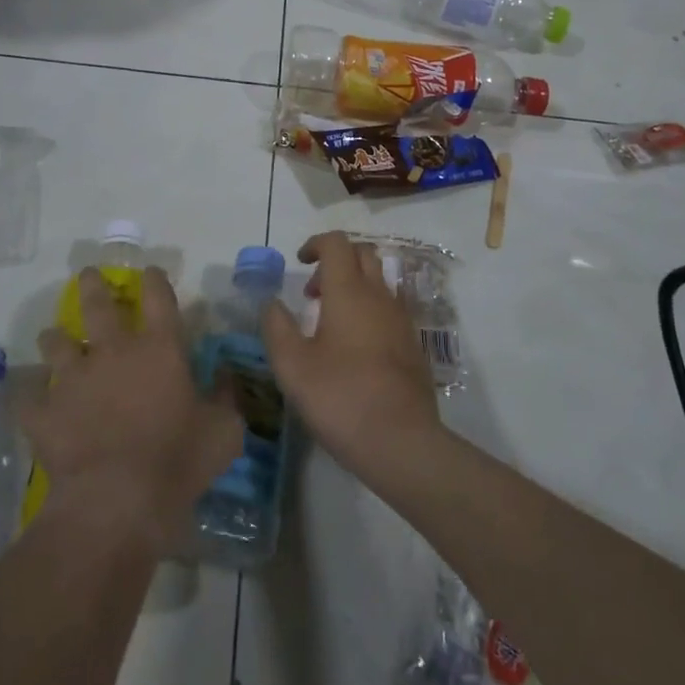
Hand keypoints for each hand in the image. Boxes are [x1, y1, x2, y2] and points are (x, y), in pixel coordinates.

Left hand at [22, 266, 243, 553]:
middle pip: (98, 304)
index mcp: (160, 348)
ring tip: (54, 337)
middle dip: (93, 285)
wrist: (117, 502)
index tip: (150, 272)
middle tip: (88, 275)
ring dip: (56, 338)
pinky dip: (30, 393)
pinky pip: (28, 395)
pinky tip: (30, 396)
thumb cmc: (178, 461)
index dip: (154, 279)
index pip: (158, 297)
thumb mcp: (225, 431)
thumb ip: (226, 398)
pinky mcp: (43, 412)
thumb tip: (226, 376)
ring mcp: (73, 379)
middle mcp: (114, 351)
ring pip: (57, 343)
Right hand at [261, 232, 442, 481]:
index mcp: (349, 292)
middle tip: (312, 292)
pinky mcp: (413, 344)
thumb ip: (276, 328)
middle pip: (363, 254)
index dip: (316, 244)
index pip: (337, 243)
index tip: (298, 263)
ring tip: (330, 322)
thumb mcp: (293, 367)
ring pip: (379, 281)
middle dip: (336, 261)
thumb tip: (271, 302)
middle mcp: (380, 296)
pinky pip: (390, 308)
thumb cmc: (341, 398)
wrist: (403, 441)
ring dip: (354, 286)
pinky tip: (355, 347)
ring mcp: (402, 319)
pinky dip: (370, 310)